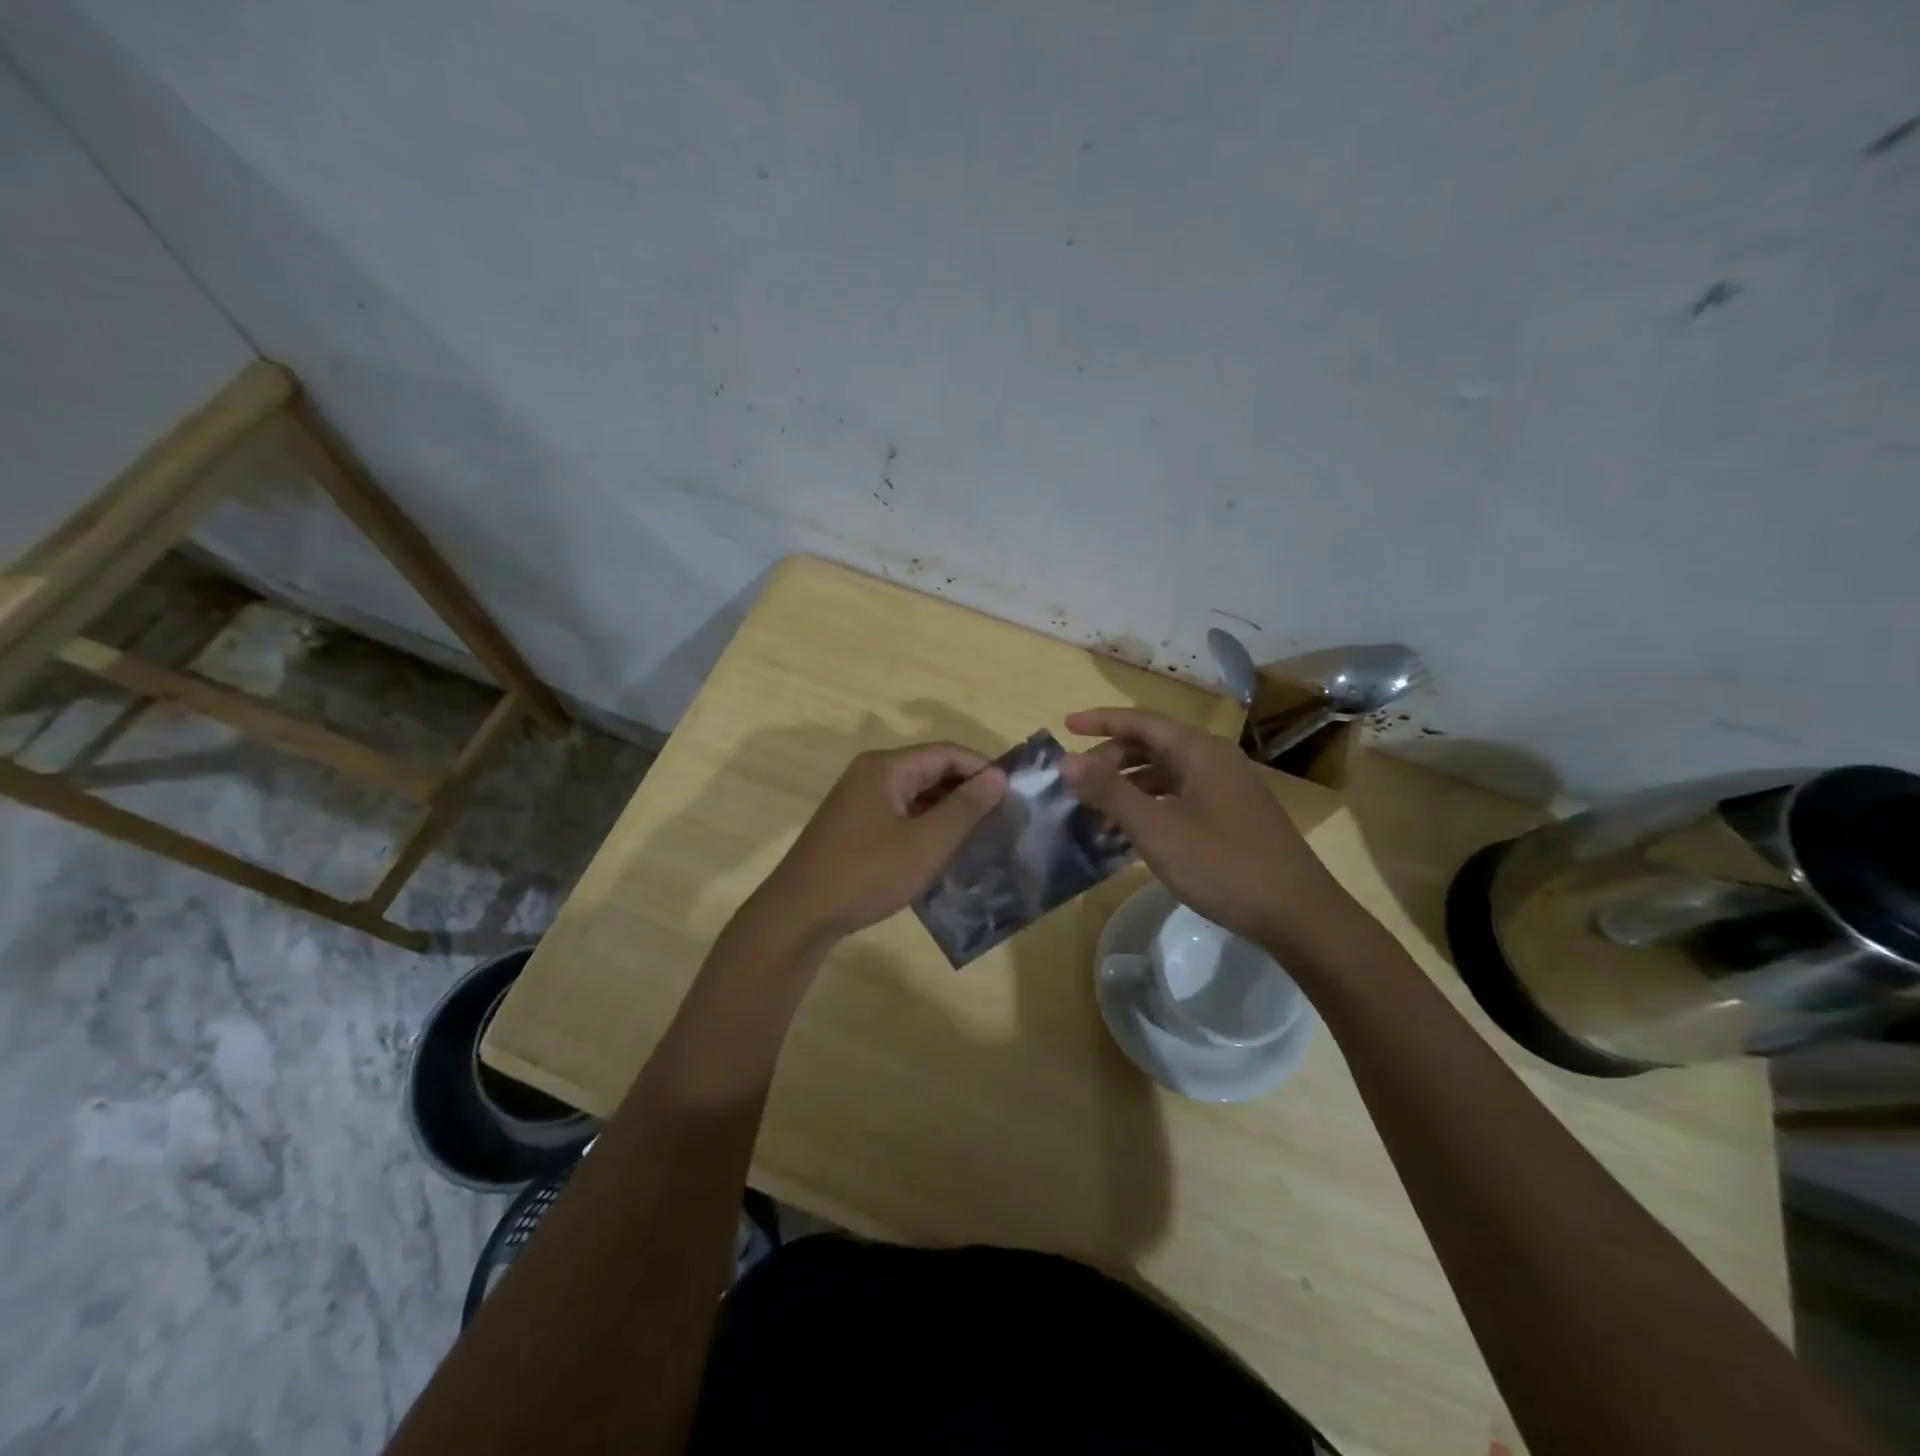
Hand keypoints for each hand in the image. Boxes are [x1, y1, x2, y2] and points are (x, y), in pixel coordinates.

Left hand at [753, 743, 1007, 947]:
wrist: (799, 914)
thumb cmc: (867, 873)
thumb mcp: (926, 842)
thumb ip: (965, 807)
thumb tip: (998, 776)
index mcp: (886, 767)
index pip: (946, 752)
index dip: (983, 768)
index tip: (1013, 793)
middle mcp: (870, 774)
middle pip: (930, 769)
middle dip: (966, 789)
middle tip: (1001, 816)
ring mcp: (858, 800)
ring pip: (915, 793)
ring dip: (946, 809)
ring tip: (979, 834)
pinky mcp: (852, 826)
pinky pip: (899, 813)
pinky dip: (924, 824)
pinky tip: (942, 848)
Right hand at [1061, 707, 1359, 957]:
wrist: (1297, 914)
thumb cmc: (1223, 864)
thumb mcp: (1157, 828)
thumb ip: (1110, 792)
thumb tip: (1066, 762)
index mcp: (1199, 751)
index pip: (1141, 721)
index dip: (1101, 721)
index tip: (1066, 726)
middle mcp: (1215, 760)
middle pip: (1153, 745)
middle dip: (1111, 758)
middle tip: (1078, 782)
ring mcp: (1227, 789)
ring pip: (1166, 773)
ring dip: (1129, 783)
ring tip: (1097, 806)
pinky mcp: (1232, 817)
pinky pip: (1180, 796)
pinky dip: (1151, 804)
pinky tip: (1134, 830)